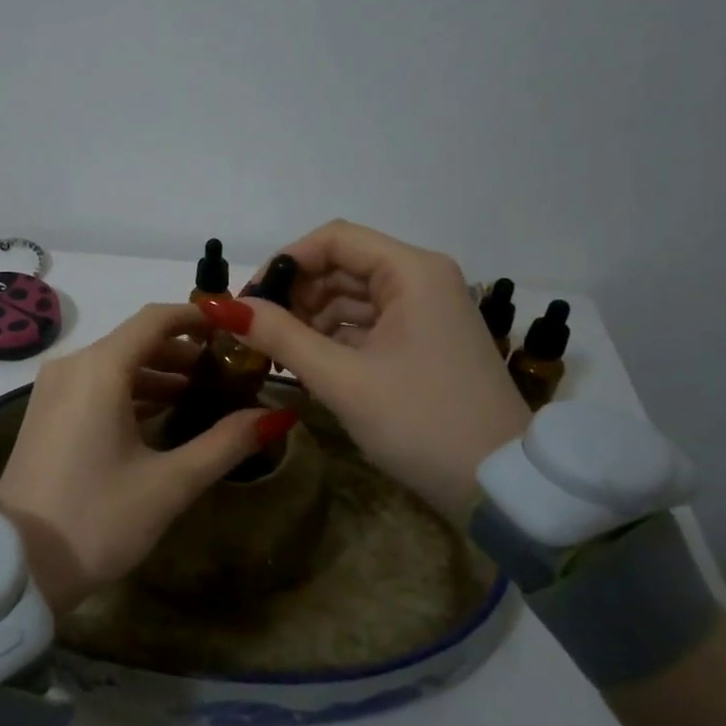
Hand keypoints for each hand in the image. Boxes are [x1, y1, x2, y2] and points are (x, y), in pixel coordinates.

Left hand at [0, 303, 294, 615]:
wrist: (17, 565)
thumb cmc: (97, 519)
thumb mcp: (169, 484)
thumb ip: (225, 444)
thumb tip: (276, 416)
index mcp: (99, 369)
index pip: (156, 320)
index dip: (199, 317)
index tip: (236, 329)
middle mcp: (72, 366)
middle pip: (136, 339)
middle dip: (183, 349)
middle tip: (228, 369)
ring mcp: (54, 388)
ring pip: (115, 363)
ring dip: (158, 372)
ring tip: (202, 392)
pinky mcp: (46, 411)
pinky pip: (95, 384)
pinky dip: (130, 389)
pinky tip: (161, 413)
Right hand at [207, 221, 529, 524]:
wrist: (501, 486)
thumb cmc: (421, 422)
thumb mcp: (343, 379)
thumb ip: (281, 336)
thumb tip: (223, 308)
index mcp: (411, 272)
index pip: (334, 239)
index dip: (285, 262)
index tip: (250, 299)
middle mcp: (422, 280)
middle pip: (343, 266)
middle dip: (296, 294)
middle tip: (257, 332)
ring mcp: (427, 312)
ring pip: (353, 297)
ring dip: (311, 319)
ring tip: (276, 353)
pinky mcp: (425, 342)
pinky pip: (369, 324)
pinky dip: (335, 338)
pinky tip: (307, 363)